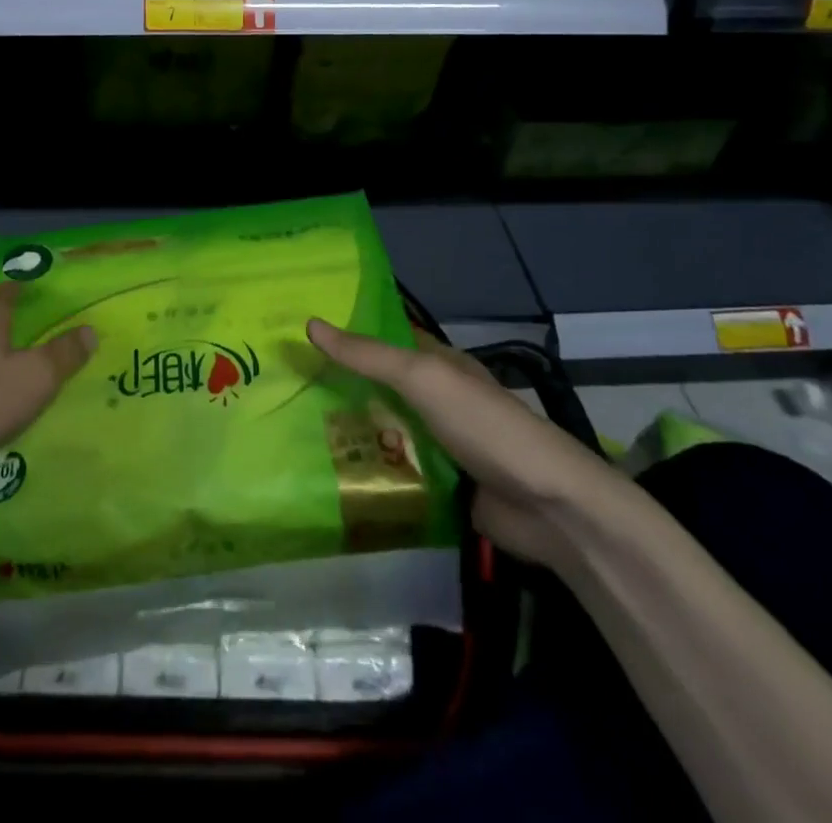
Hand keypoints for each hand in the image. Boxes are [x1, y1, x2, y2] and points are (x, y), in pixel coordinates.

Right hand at [307, 318, 626, 566]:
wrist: (547, 507)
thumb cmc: (485, 426)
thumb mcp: (423, 379)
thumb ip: (368, 356)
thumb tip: (310, 324)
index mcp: (438, 364)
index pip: (385, 338)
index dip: (347, 333)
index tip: (299, 333)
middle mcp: (435, 399)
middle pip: (379, 386)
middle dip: (339, 385)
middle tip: (284, 385)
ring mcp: (437, 444)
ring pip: (383, 429)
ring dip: (350, 431)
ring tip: (292, 428)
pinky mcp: (438, 486)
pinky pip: (394, 471)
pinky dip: (368, 470)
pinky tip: (326, 471)